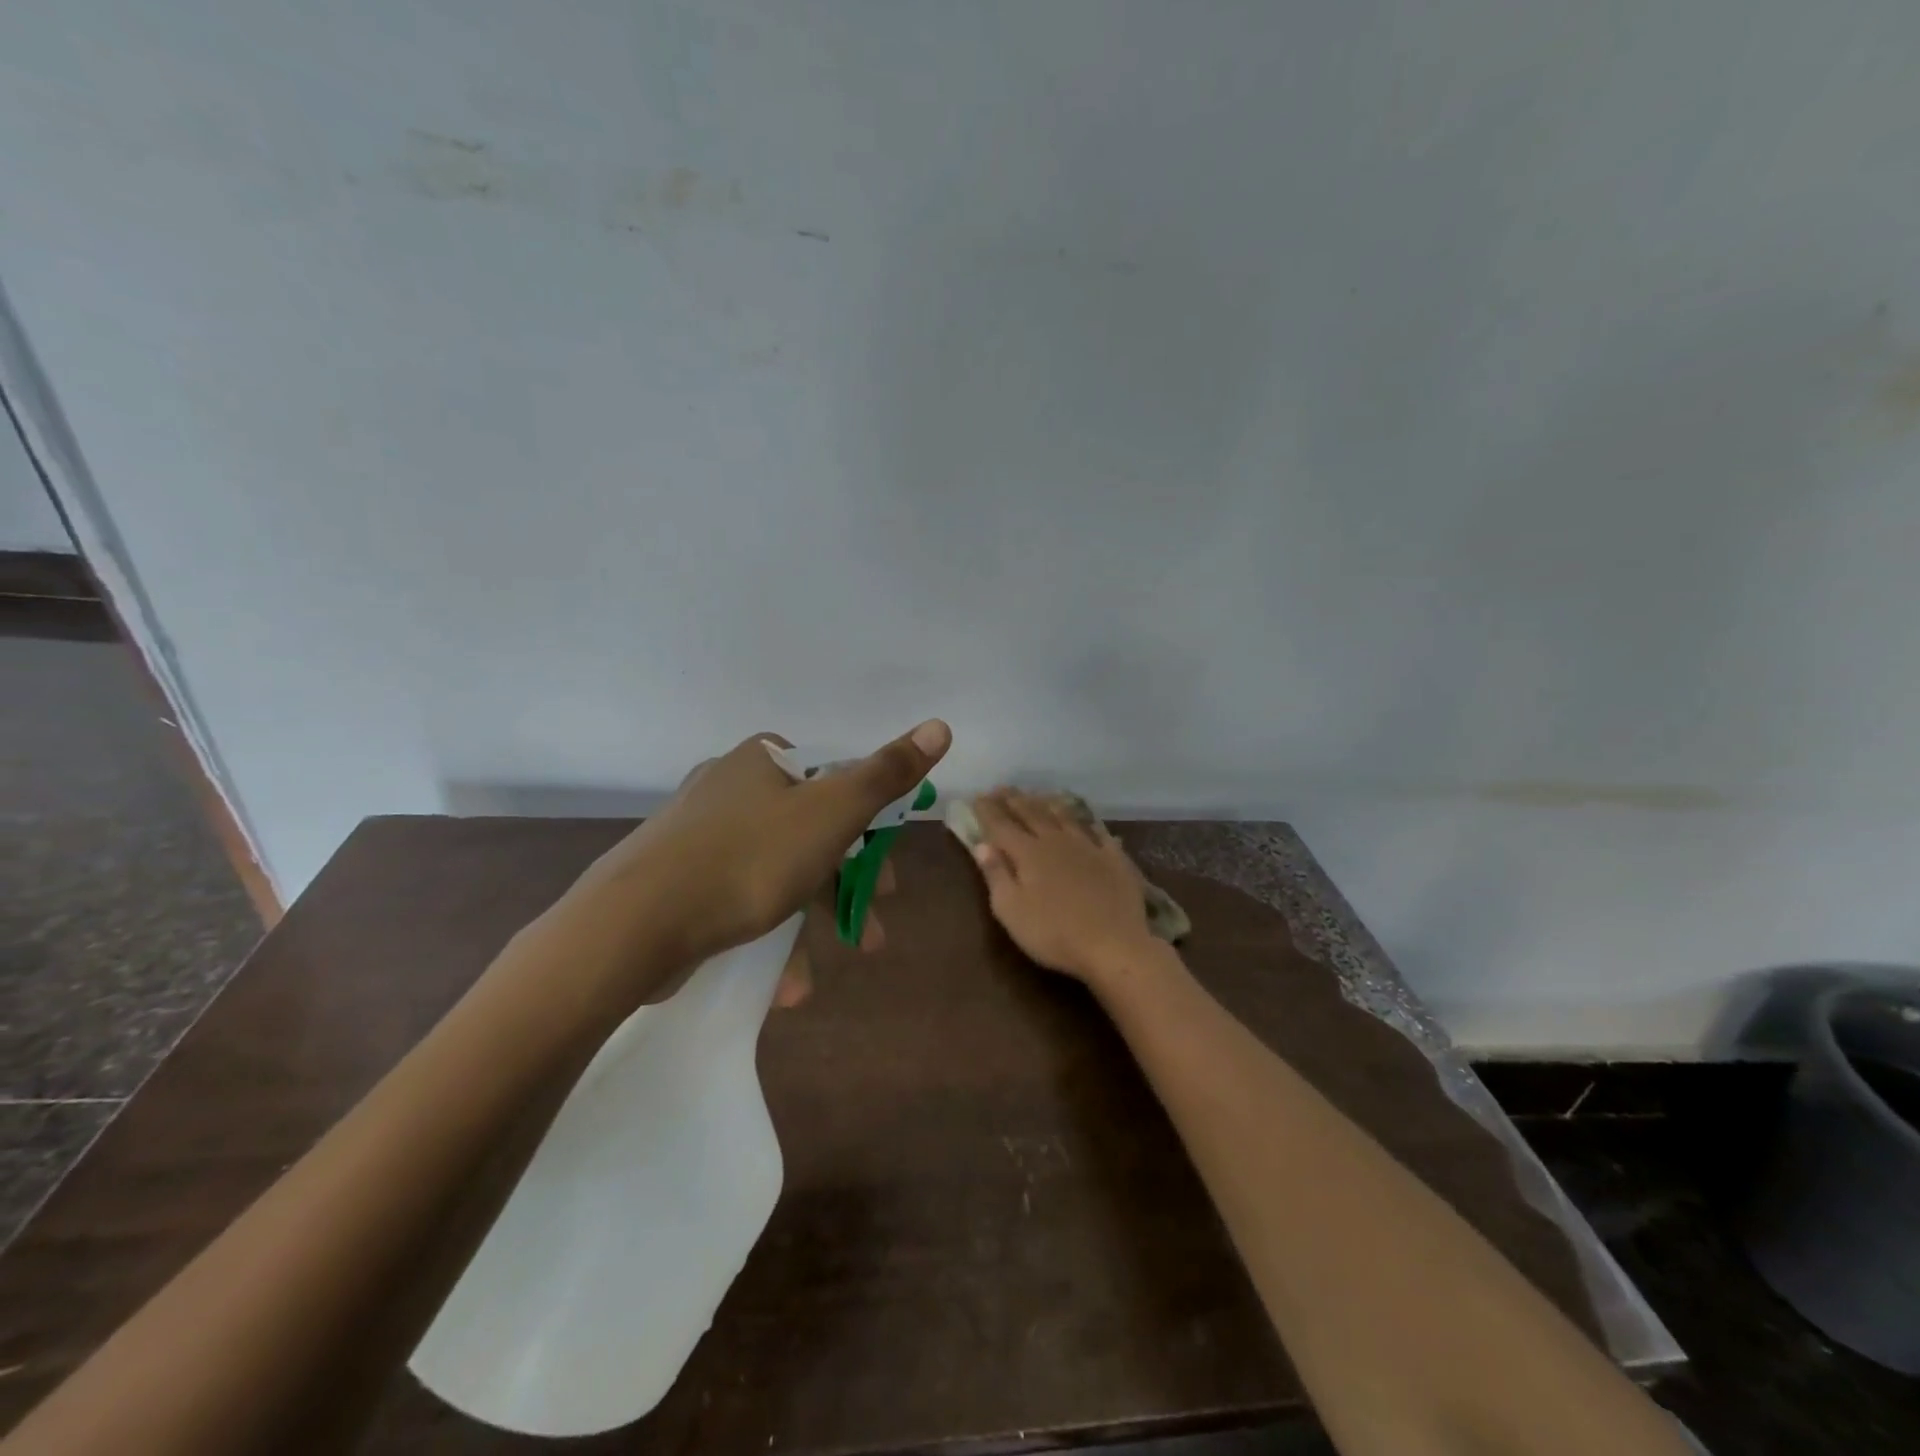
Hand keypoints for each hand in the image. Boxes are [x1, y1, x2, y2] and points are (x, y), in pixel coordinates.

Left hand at [563, 720, 951, 994]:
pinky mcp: (676, 879)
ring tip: (827, 968)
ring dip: (808, 921)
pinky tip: (782, 982)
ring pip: (775, 872)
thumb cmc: (748, 858)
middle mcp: (729, 786)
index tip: (885, 873)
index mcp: (763, 761)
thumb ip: (887, 774)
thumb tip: (940, 725)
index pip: (834, 781)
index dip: (868, 827)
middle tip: (871, 926)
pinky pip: (738, 898)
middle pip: (809, 831)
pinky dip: (766, 933)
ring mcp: (698, 834)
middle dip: (845, 885)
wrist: (632, 924)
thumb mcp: (833, 813)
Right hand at [967, 789, 1159, 985]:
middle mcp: (1056, 841)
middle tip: (1002, 788)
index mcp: (1028, 853)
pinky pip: (1100, 833)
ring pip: (1064, 817)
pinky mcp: (1114, 859)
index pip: (1002, 825)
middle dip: (1014, 800)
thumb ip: (996, 874)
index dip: (988, 810)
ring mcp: (1088, 847)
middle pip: (1032, 814)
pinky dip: (1089, 824)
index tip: (978, 796)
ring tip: (1038, 795)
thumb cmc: (1053, 933)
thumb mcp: (1011, 911)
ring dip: (1048, 803)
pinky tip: (1088, 822)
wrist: (1114, 945)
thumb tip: (982, 845)